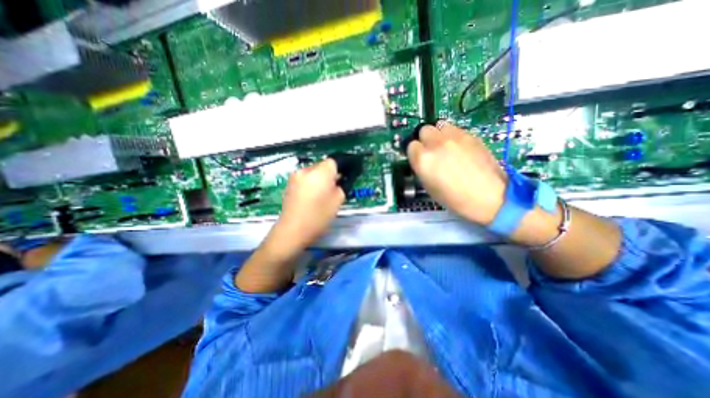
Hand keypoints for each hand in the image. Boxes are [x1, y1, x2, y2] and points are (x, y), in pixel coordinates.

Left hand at [268, 158, 345, 254]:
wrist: (292, 230)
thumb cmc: (318, 216)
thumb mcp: (337, 201)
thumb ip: (341, 186)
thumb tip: (340, 180)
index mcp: (320, 172)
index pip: (334, 161)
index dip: (341, 168)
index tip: (345, 177)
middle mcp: (306, 170)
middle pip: (323, 165)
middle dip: (330, 174)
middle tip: (336, 187)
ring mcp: (295, 176)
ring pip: (313, 172)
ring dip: (320, 178)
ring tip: (323, 194)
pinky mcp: (289, 184)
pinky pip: (305, 178)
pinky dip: (311, 183)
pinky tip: (312, 196)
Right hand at [408, 122, 507, 224]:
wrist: (488, 197)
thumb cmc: (454, 198)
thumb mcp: (428, 186)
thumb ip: (422, 167)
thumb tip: (422, 159)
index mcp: (423, 159)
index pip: (411, 145)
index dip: (415, 153)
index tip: (420, 158)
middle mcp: (436, 144)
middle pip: (424, 130)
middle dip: (426, 139)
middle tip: (432, 151)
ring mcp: (455, 137)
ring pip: (440, 125)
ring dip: (439, 134)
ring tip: (446, 147)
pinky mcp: (471, 135)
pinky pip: (456, 129)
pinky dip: (454, 136)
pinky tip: (460, 149)